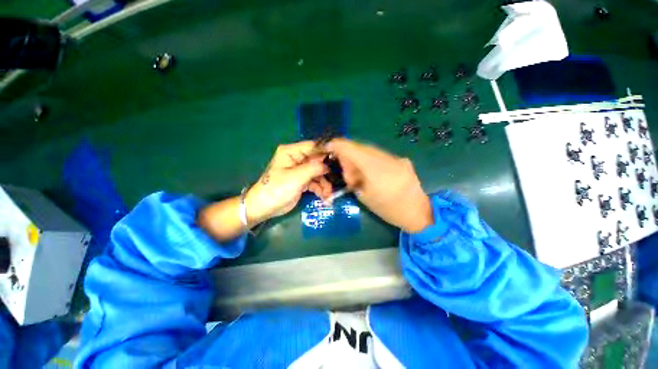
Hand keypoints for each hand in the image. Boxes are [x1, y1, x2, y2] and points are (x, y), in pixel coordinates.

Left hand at [245, 142, 328, 224]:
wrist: (265, 208)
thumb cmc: (277, 189)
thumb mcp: (296, 177)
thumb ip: (313, 168)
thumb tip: (328, 164)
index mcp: (291, 152)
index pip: (313, 146)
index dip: (326, 152)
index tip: (340, 159)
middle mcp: (297, 159)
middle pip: (317, 161)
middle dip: (327, 172)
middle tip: (336, 181)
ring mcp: (300, 171)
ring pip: (318, 173)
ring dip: (325, 184)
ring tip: (328, 195)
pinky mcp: (302, 181)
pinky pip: (315, 182)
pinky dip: (320, 189)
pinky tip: (325, 197)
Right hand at [324, 139, 432, 232]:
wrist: (418, 212)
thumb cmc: (388, 209)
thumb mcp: (364, 196)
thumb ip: (353, 178)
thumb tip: (347, 166)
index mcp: (375, 170)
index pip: (352, 150)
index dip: (339, 145)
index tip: (329, 145)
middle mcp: (387, 159)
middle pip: (361, 147)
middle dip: (349, 152)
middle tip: (345, 166)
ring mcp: (396, 158)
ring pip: (371, 150)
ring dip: (360, 156)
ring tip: (358, 171)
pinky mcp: (402, 160)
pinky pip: (380, 155)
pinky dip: (371, 159)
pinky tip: (371, 171)